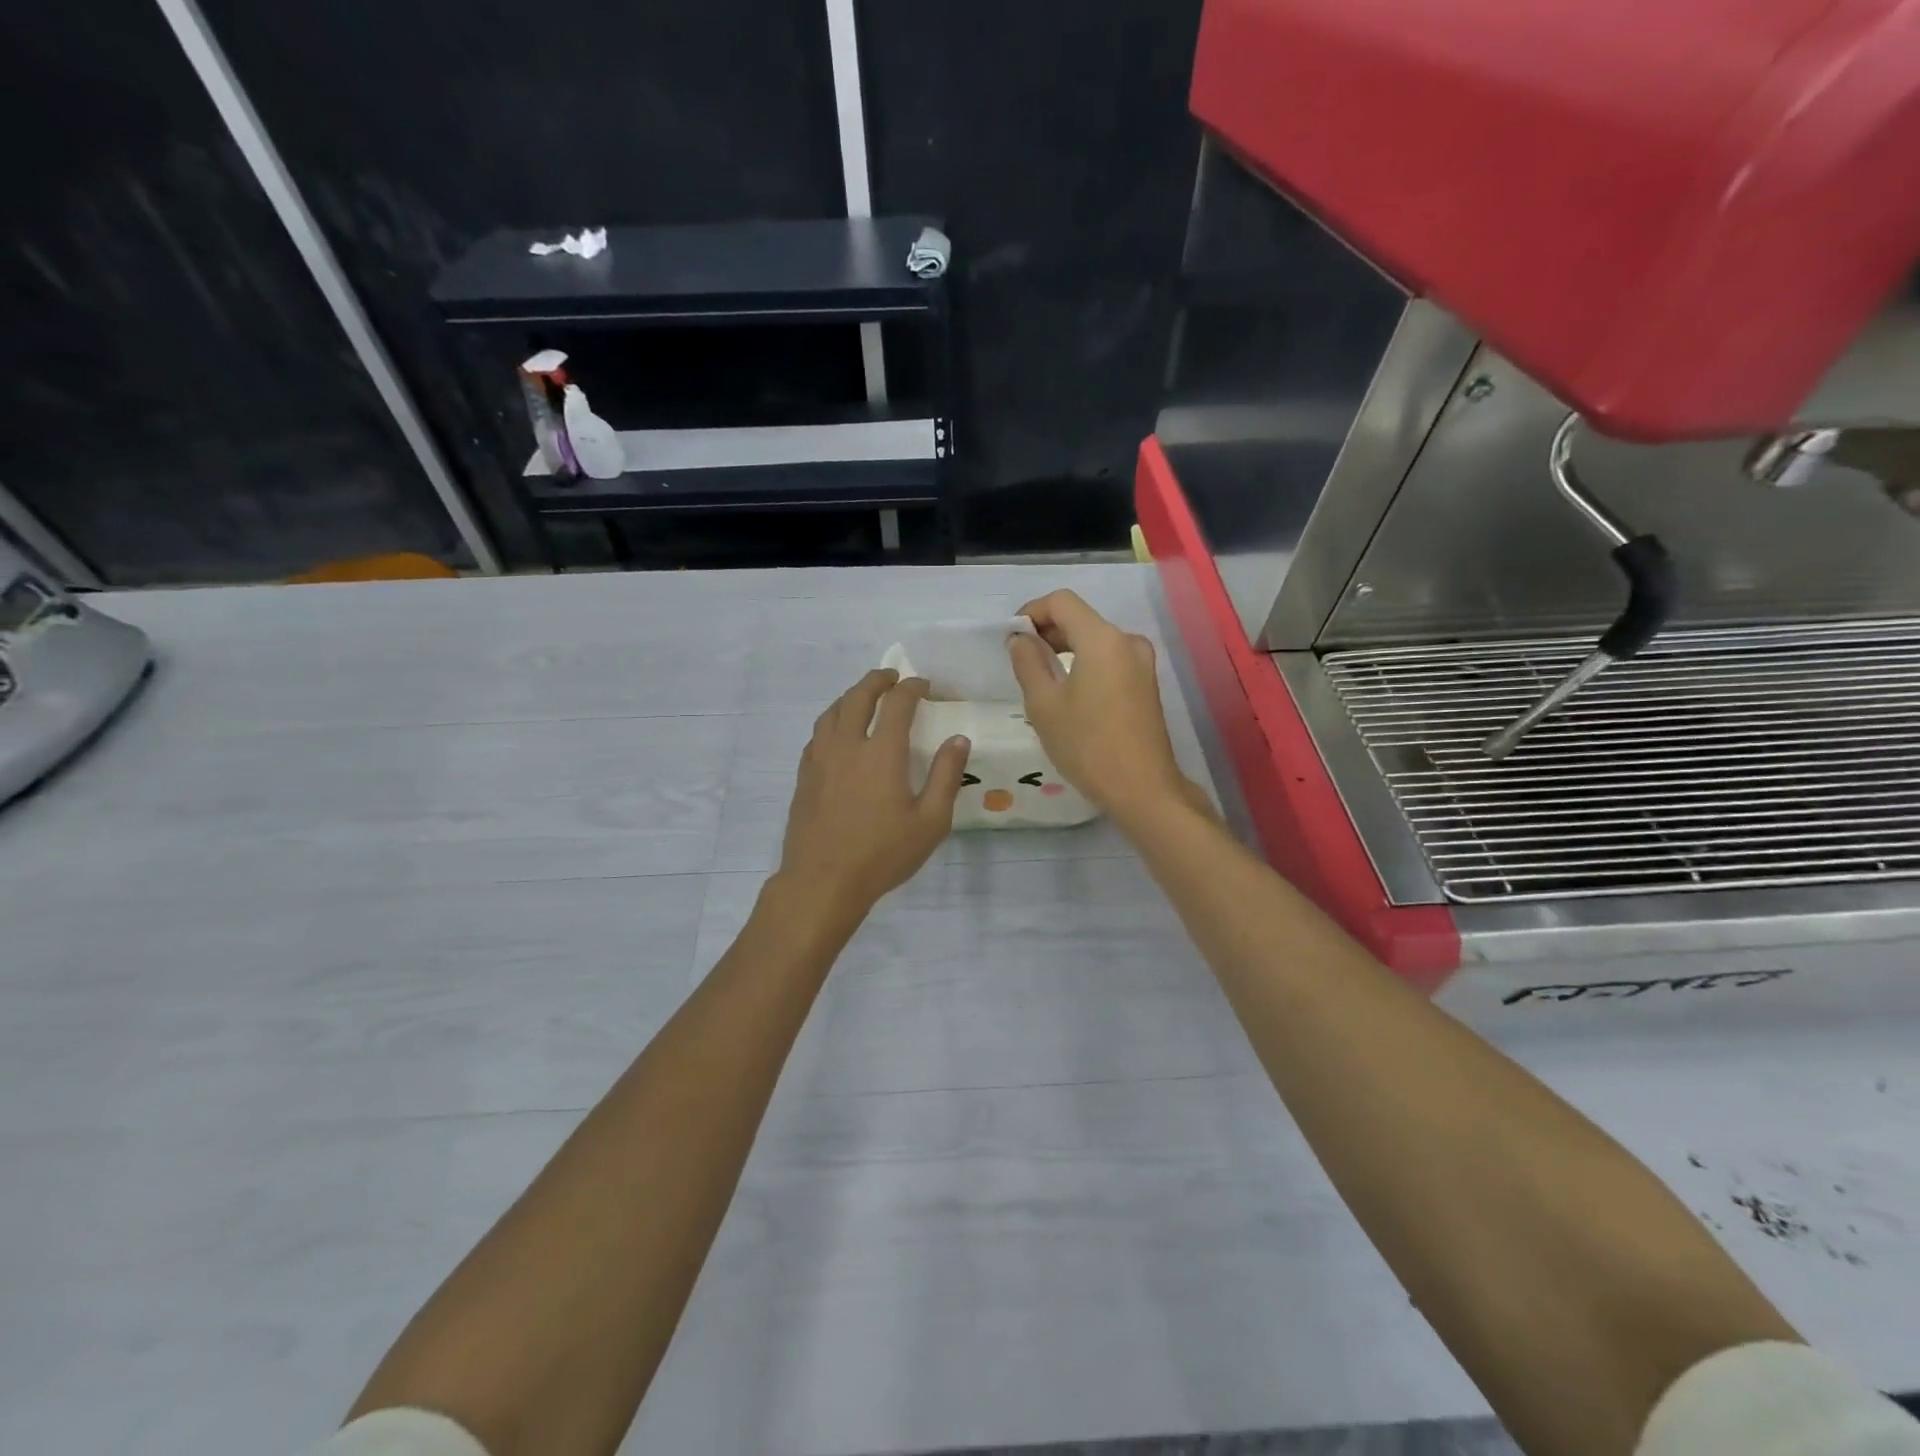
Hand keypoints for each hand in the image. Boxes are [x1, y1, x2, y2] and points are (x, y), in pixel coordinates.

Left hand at [777, 669, 970, 917]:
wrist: (822, 881)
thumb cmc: (882, 854)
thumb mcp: (930, 821)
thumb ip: (946, 776)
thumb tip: (958, 739)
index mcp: (882, 752)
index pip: (897, 703)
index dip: (912, 688)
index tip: (924, 685)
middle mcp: (847, 745)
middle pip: (858, 697)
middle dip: (877, 681)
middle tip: (892, 678)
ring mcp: (820, 759)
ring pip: (832, 712)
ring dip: (851, 696)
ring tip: (864, 698)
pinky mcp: (804, 776)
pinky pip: (817, 734)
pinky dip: (833, 721)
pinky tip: (838, 734)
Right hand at [1008, 590, 1196, 821]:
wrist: (1143, 788)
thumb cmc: (1087, 746)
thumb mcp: (1044, 705)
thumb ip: (1028, 663)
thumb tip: (1020, 639)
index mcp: (1102, 639)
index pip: (1061, 602)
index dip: (1031, 612)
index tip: (1011, 638)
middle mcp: (1127, 641)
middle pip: (1080, 618)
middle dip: (1047, 631)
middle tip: (1020, 660)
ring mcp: (1142, 662)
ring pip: (1095, 639)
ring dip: (1065, 648)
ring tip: (1041, 679)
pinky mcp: (1147, 683)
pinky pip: (1109, 659)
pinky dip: (1085, 663)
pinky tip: (1069, 692)